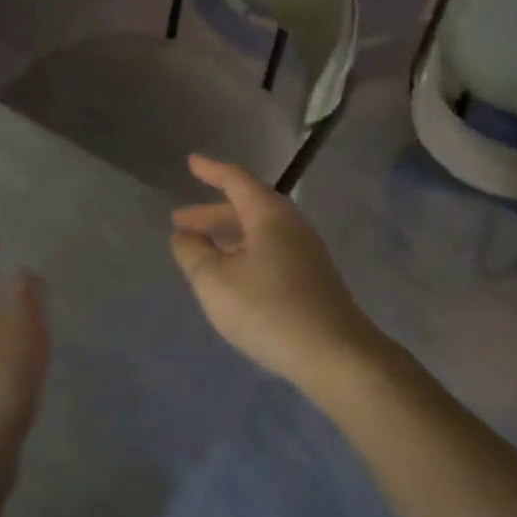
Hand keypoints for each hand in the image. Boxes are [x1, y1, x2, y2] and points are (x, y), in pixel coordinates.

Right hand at [170, 155, 382, 389]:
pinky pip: (271, 250)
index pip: (235, 180)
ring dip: (227, 236)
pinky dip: (244, 252)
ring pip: (259, 231)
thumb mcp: (214, 281)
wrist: (336, 354)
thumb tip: (184, 236)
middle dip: (211, 213)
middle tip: (180, 221)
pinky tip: (232, 275)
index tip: (191, 162)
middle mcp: (291, 224)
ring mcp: (306, 252)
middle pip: (247, 206)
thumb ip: (193, 253)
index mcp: (268, 214)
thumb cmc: (268, 309)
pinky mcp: (313, 278)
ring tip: (201, 250)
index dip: (211, 170)